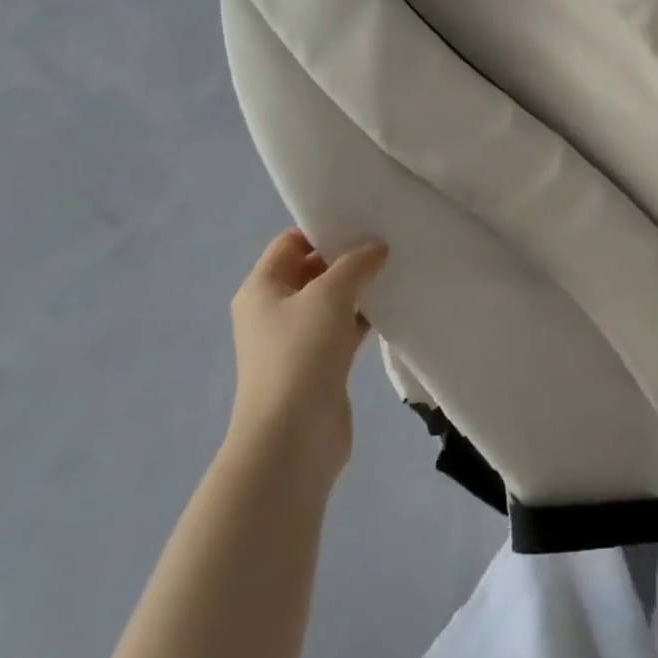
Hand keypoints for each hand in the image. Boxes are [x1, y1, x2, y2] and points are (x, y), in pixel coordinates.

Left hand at [226, 229, 387, 476]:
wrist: (292, 438)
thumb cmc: (300, 354)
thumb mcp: (329, 295)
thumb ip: (355, 263)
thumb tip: (376, 247)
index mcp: (262, 288)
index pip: (290, 243)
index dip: (322, 228)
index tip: (361, 219)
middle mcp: (273, 311)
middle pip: (311, 270)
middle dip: (346, 257)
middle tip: (387, 240)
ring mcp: (296, 341)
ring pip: (331, 301)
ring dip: (358, 288)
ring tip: (396, 267)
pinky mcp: (319, 365)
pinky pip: (343, 329)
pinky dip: (364, 317)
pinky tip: (393, 306)